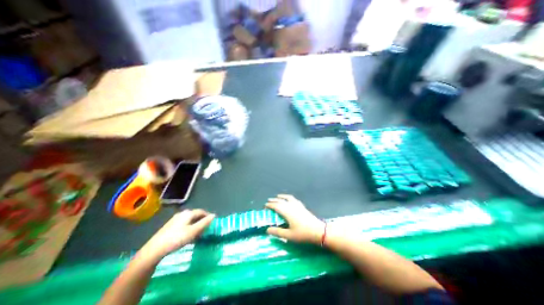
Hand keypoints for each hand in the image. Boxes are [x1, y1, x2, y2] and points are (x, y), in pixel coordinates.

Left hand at [139, 210, 215, 259]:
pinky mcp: (170, 226)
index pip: (202, 212)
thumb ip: (204, 222)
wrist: (154, 250)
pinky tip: (188, 235)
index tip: (212, 222)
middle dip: (202, 220)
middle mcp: (182, 214)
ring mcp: (175, 219)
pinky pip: (184, 223)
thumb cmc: (177, 239)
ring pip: (189, 220)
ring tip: (198, 233)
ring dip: (195, 224)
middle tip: (206, 228)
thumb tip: (214, 215)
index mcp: (188, 213)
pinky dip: (189, 227)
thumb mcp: (193, 231)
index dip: (208, 216)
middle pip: (195, 215)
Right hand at [266, 195, 323, 245]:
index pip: (276, 206)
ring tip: (278, 196)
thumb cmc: (303, 234)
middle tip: (268, 201)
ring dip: (281, 197)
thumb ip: (277, 232)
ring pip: (287, 198)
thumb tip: (267, 230)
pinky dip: (288, 197)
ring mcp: (297, 205)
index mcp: (287, 212)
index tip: (265, 206)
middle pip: (281, 201)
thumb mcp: (289, 235)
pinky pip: (293, 199)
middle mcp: (291, 206)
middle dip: (274, 200)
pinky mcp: (302, 206)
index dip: (270, 205)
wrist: (318, 231)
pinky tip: (289, 199)